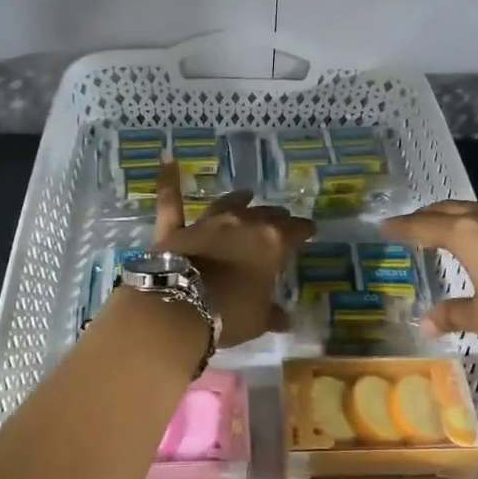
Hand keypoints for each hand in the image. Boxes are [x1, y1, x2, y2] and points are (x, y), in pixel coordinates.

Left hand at [154, 158, 313, 347]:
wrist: (179, 308)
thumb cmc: (229, 315)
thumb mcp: (259, 320)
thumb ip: (272, 314)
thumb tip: (285, 319)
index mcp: (271, 243)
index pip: (295, 231)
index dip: (304, 230)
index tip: (310, 231)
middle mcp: (242, 224)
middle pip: (265, 214)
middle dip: (275, 217)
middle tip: (282, 220)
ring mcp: (207, 223)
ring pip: (228, 204)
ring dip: (239, 200)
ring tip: (247, 194)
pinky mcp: (176, 229)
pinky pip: (171, 201)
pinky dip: (169, 179)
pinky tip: (167, 158)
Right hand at [382, 193, 477, 358]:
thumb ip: (453, 314)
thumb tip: (425, 324)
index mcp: (466, 235)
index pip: (424, 226)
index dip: (403, 227)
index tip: (385, 226)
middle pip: (449, 210)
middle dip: (427, 216)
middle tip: (411, 222)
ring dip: (458, 213)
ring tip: (448, 219)